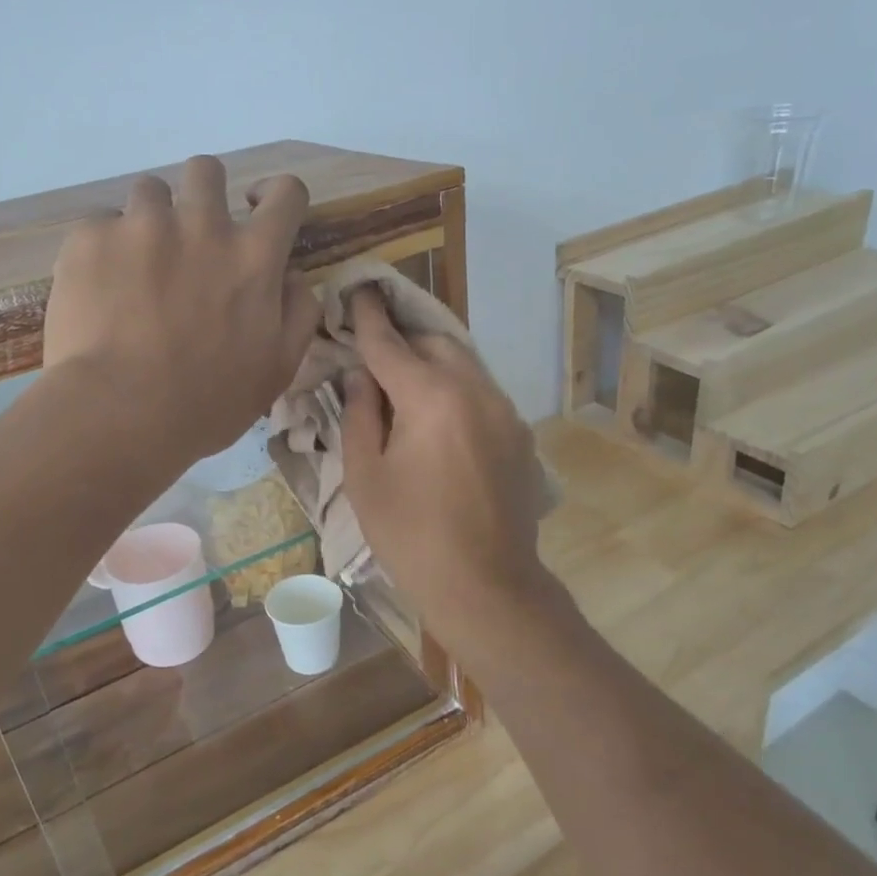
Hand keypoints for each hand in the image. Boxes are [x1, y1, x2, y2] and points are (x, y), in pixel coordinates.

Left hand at [44, 155, 321, 462]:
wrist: (121, 414)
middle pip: (207, 170)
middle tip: (188, 240)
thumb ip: (297, 312)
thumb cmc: (208, 402)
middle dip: (202, 194)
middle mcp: (202, 224)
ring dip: (149, 221)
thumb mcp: (277, 369)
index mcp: (254, 256)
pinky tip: (98, 292)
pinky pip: (100, 226)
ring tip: (135, 268)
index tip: (257, 212)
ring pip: (149, 191)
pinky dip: (104, 251)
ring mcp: (142, 225)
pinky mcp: (90, 237)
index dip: (276, 197)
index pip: (285, 192)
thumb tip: (292, 274)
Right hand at [340, 290, 550, 635]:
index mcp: (431, 397)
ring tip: (402, 386)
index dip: (367, 315)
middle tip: (373, 355)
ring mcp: (504, 410)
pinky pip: (481, 391)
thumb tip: (359, 376)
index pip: (389, 342)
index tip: (358, 290)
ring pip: (463, 362)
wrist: (486, 585)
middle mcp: (475, 389)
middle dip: (402, 339)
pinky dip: (454, 388)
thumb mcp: (365, 477)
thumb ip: (358, 415)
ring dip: (431, 362)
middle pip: (434, 342)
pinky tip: (436, 422)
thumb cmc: (411, 535)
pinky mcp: (519, 433)